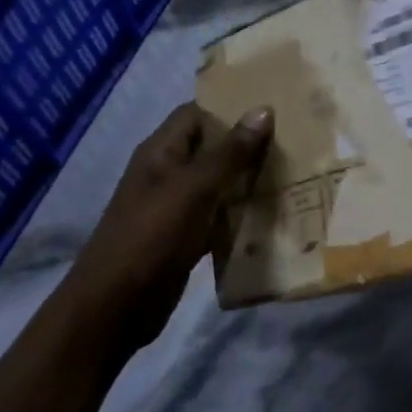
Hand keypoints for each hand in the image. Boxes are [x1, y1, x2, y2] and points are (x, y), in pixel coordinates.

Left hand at [51, 102, 271, 349]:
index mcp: (161, 152)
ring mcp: (176, 207)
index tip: (273, 107)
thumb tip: (263, 110)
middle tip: (294, 140)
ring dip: (249, 179)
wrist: (117, 305)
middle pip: (211, 147)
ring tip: (293, 172)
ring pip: (219, 182)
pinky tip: (273, 213)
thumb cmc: (152, 236)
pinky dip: (242, 212)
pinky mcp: (186, 236)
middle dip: (248, 143)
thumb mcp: (194, 189)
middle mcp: (168, 173)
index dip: (230, 106)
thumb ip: (230, 152)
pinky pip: (220, 215)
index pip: (197, 113)